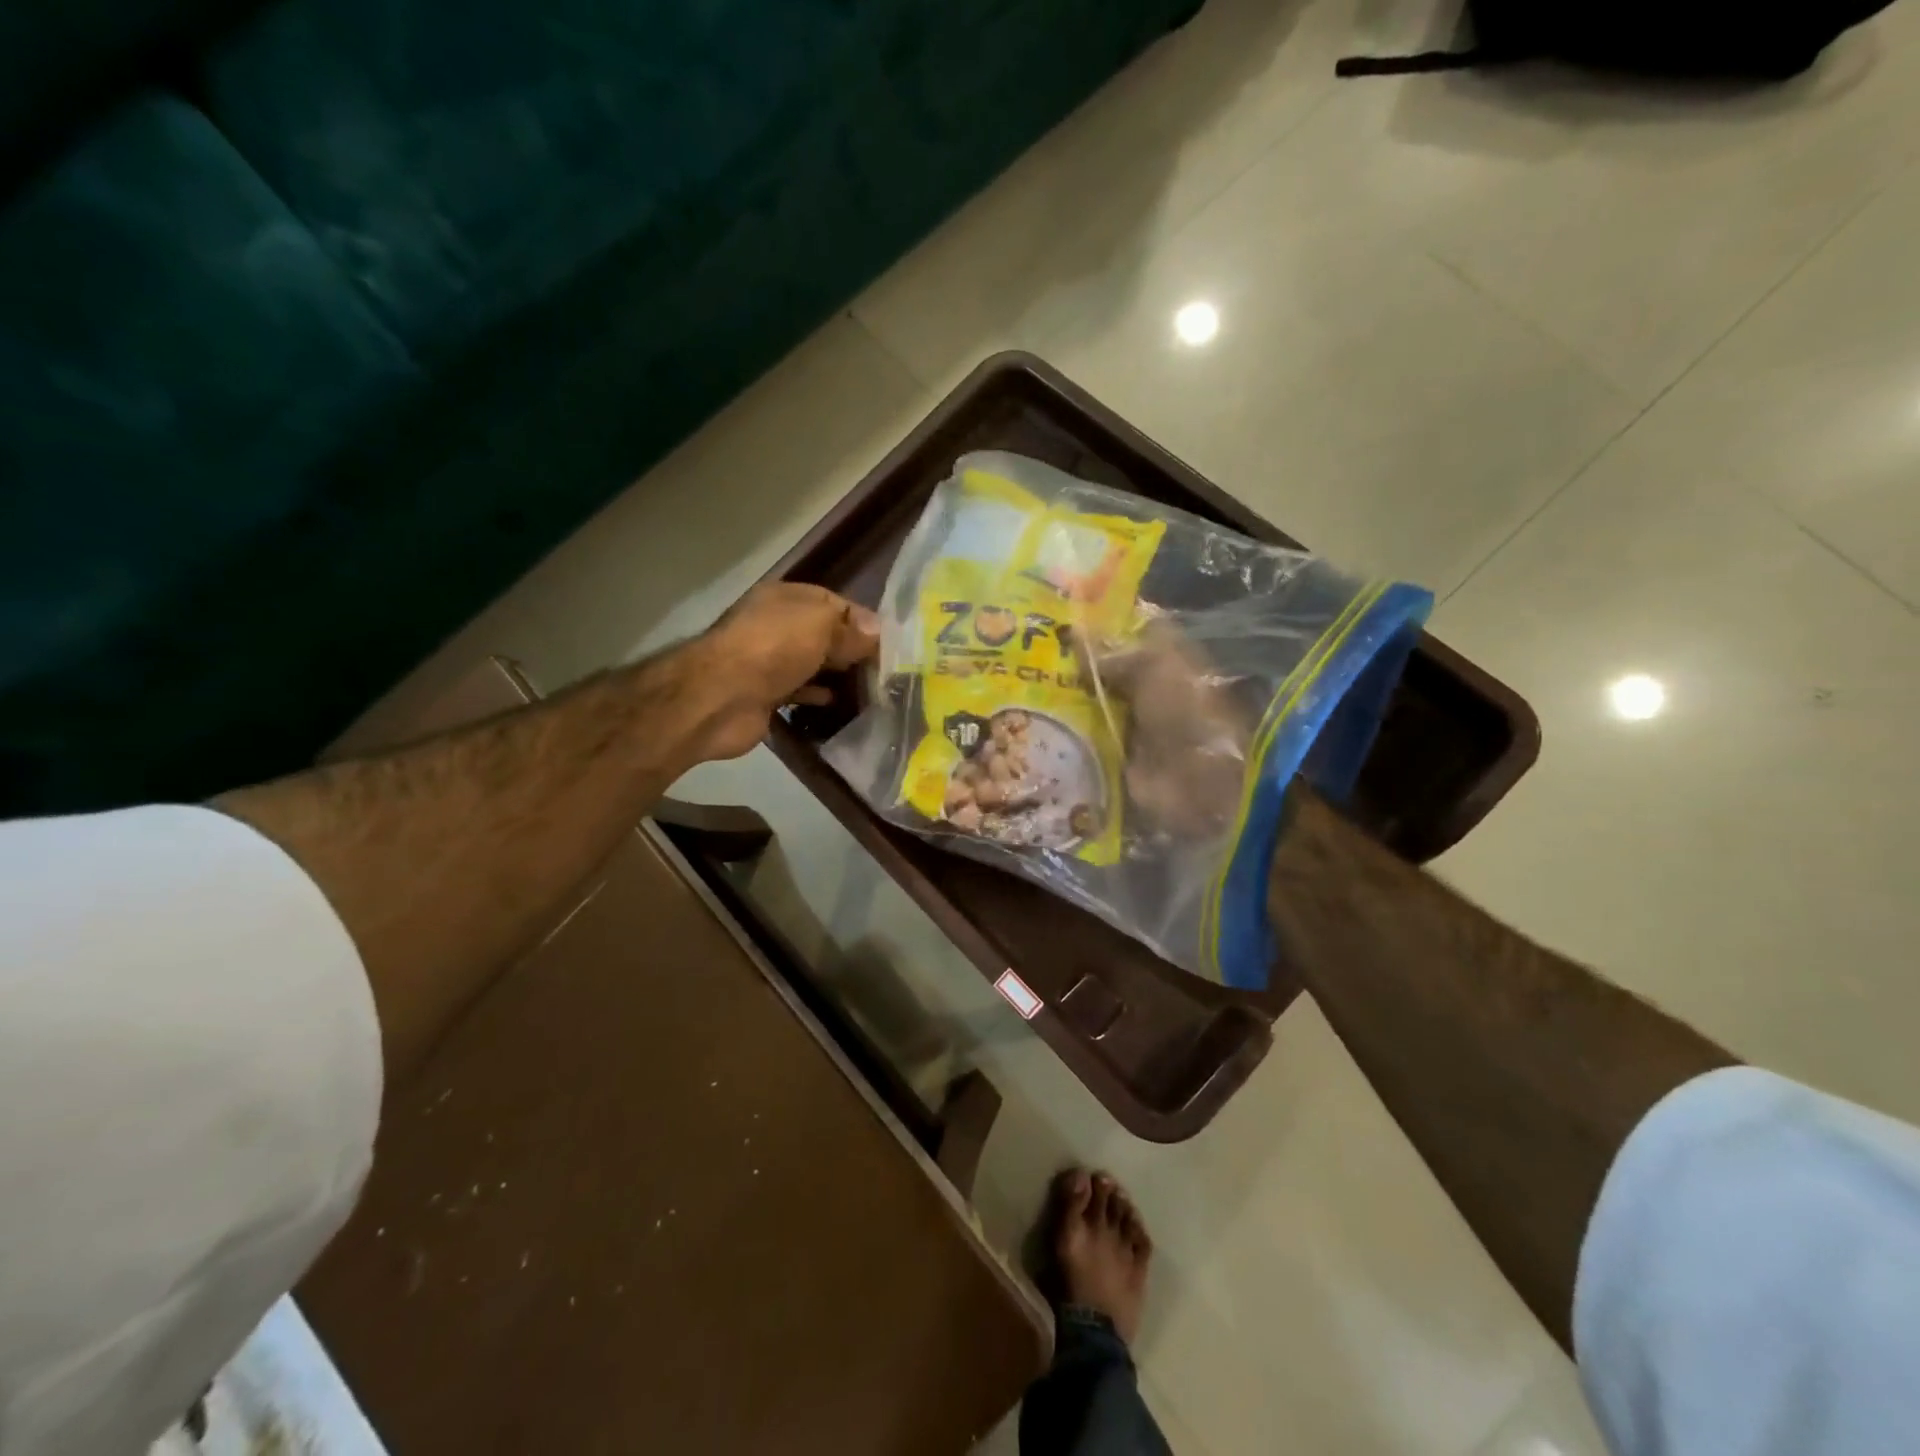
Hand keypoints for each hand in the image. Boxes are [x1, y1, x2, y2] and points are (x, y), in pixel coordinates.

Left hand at [690, 583, 879, 759]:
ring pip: (812, 662)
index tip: (890, 643)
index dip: (861, 620)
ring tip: (871, 687)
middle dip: (852, 648)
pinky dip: (818, 695)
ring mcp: (768, 661)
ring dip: (837, 673)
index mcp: (785, 598)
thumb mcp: (819, 625)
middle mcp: (775, 625)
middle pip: (823, 633)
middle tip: (886, 668)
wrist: (720, 697)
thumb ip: (850, 628)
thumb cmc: (772, 648)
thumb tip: (878, 631)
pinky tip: (839, 702)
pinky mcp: (765, 694)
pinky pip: (799, 691)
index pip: (833, 602)